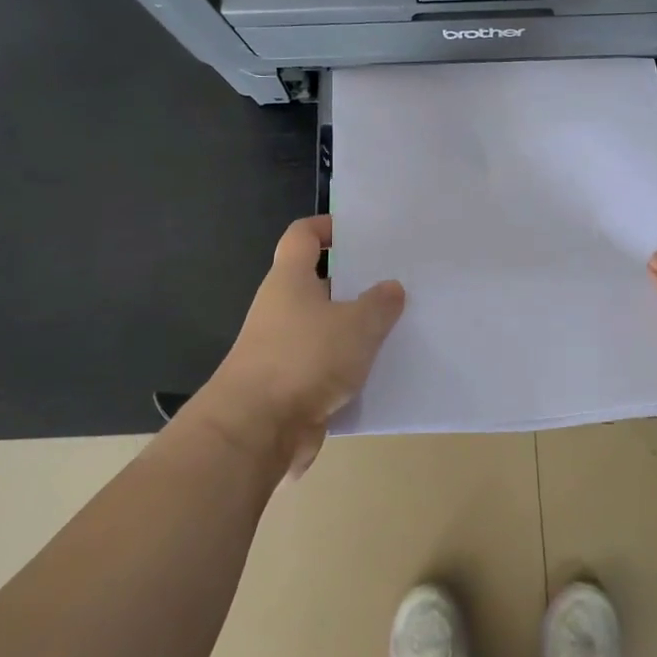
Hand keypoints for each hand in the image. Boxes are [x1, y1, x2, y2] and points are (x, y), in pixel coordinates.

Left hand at [203, 216, 405, 476]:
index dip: (329, 226)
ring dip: (357, 328)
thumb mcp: (356, 325)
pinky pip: (327, 365)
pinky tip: (383, 369)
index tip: (362, 231)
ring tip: (400, 323)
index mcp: (290, 279)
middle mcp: (282, 308)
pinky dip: (351, 366)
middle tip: (397, 279)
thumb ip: (379, 304)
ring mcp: (284, 348)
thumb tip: (391, 288)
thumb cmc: (304, 358)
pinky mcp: (291, 384)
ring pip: (326, 326)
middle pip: (319, 282)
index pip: (303, 235)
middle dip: (355, 281)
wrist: (256, 429)